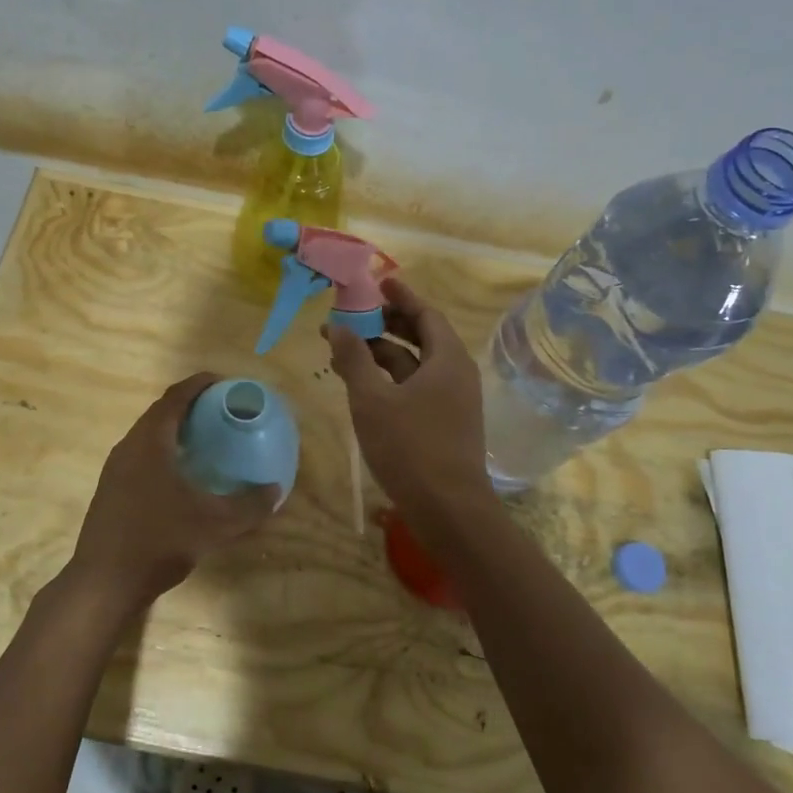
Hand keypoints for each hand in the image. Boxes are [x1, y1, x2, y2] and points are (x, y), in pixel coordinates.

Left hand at [65, 373, 278, 621]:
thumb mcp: (214, 525)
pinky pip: (140, 455)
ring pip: (147, 436)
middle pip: (160, 413)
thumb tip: (276, 490)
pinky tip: (181, 475)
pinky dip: (163, 451)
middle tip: (220, 410)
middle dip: (190, 406)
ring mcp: (115, 469)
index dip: (199, 384)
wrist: (103, 583)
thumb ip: (249, 506)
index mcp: (150, 442)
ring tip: (205, 439)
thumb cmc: (159, 542)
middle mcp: (128, 447)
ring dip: (174, 430)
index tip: (223, 382)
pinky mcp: (111, 490)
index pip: (175, 397)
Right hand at [323, 279, 492, 514]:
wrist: (449, 509)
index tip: (379, 283)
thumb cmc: (410, 447)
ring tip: (344, 350)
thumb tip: (337, 326)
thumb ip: (354, 359)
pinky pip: (416, 387)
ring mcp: (452, 401)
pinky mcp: (444, 423)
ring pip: (415, 365)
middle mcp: (455, 374)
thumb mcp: (372, 400)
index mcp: (447, 359)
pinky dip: (390, 379)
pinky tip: (362, 386)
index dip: (401, 297)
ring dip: (382, 354)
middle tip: (354, 315)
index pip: (426, 314)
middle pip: (422, 337)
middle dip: (386, 325)